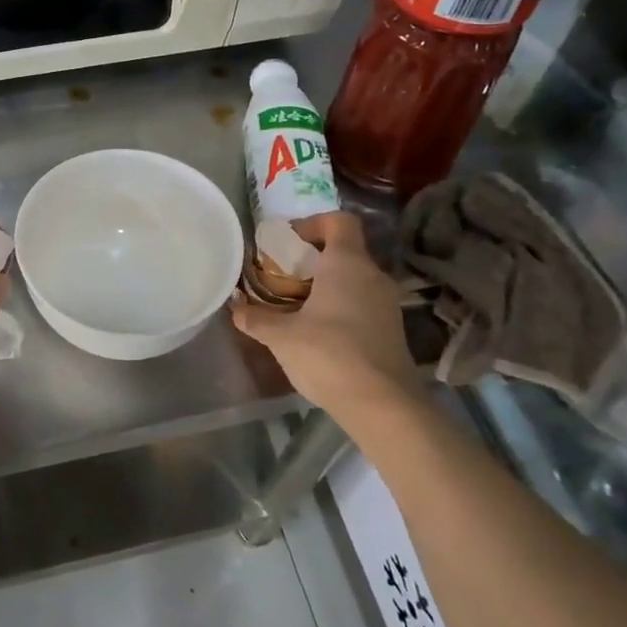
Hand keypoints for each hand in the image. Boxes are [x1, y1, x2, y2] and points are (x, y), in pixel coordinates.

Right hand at [229, 212, 420, 416]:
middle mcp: (373, 275)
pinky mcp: (391, 330)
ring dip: (328, 284)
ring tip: (297, 304)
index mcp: (347, 263)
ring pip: (355, 278)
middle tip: (284, 275)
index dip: (314, 223)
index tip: (288, 240)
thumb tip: (234, 308)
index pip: (340, 221)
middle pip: (346, 250)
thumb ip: (256, 318)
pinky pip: (363, 303)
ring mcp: (387, 304)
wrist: (383, 405)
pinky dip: (341, 306)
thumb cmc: (329, 355)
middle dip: (314, 258)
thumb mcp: (281, 337)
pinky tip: (319, 331)